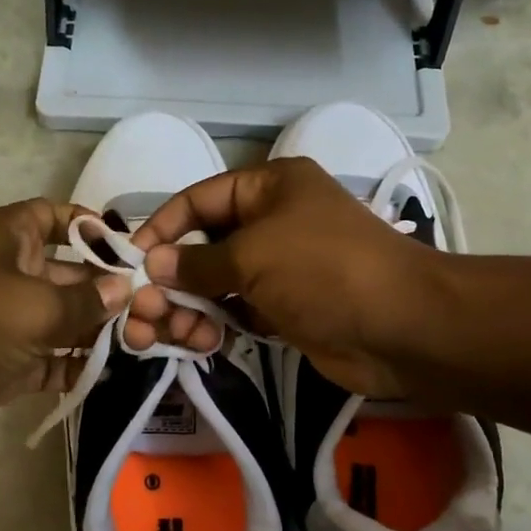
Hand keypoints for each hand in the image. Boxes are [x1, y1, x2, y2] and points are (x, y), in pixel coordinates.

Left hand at [0, 199, 127, 451]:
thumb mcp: (36, 306)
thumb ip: (86, 301)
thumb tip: (123, 290)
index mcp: (11, 238)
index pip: (56, 216)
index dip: (91, 227)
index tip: (129, 250)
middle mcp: (13, 272)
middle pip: (71, 273)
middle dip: (108, 290)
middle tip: (152, 308)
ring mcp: (12, 320)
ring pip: (66, 319)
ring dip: (99, 332)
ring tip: (143, 343)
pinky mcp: (12, 361)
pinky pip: (54, 359)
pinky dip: (78, 366)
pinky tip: (114, 372)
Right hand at [123, 158, 442, 398]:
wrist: (399, 328)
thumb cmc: (322, 270)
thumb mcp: (252, 255)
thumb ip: (196, 263)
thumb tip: (153, 266)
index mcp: (269, 187)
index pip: (199, 199)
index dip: (162, 227)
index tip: (131, 261)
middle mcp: (272, 222)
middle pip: (203, 246)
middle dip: (171, 279)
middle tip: (143, 312)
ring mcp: (279, 268)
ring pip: (216, 284)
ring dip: (189, 308)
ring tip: (171, 335)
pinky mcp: (285, 309)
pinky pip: (236, 312)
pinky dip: (214, 325)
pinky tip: (199, 343)